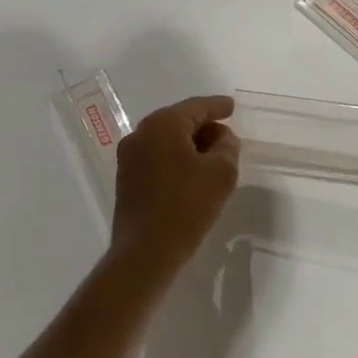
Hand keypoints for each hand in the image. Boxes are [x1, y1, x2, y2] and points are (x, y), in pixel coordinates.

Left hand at [110, 95, 240, 271]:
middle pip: (178, 121)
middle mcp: (140, 134)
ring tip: (213, 159)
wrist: (146, 252)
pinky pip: (157, 159)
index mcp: (162, 125)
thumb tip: (222, 138)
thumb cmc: (187, 205)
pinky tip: (192, 176)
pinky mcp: (126, 180)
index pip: (196, 107)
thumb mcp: (221, 172)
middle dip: (204, 127)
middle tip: (226, 138)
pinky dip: (176, 160)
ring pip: (166, 141)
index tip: (232, 107)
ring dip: (190, 146)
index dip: (217, 106)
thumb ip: (227, 147)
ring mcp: (128, 158)